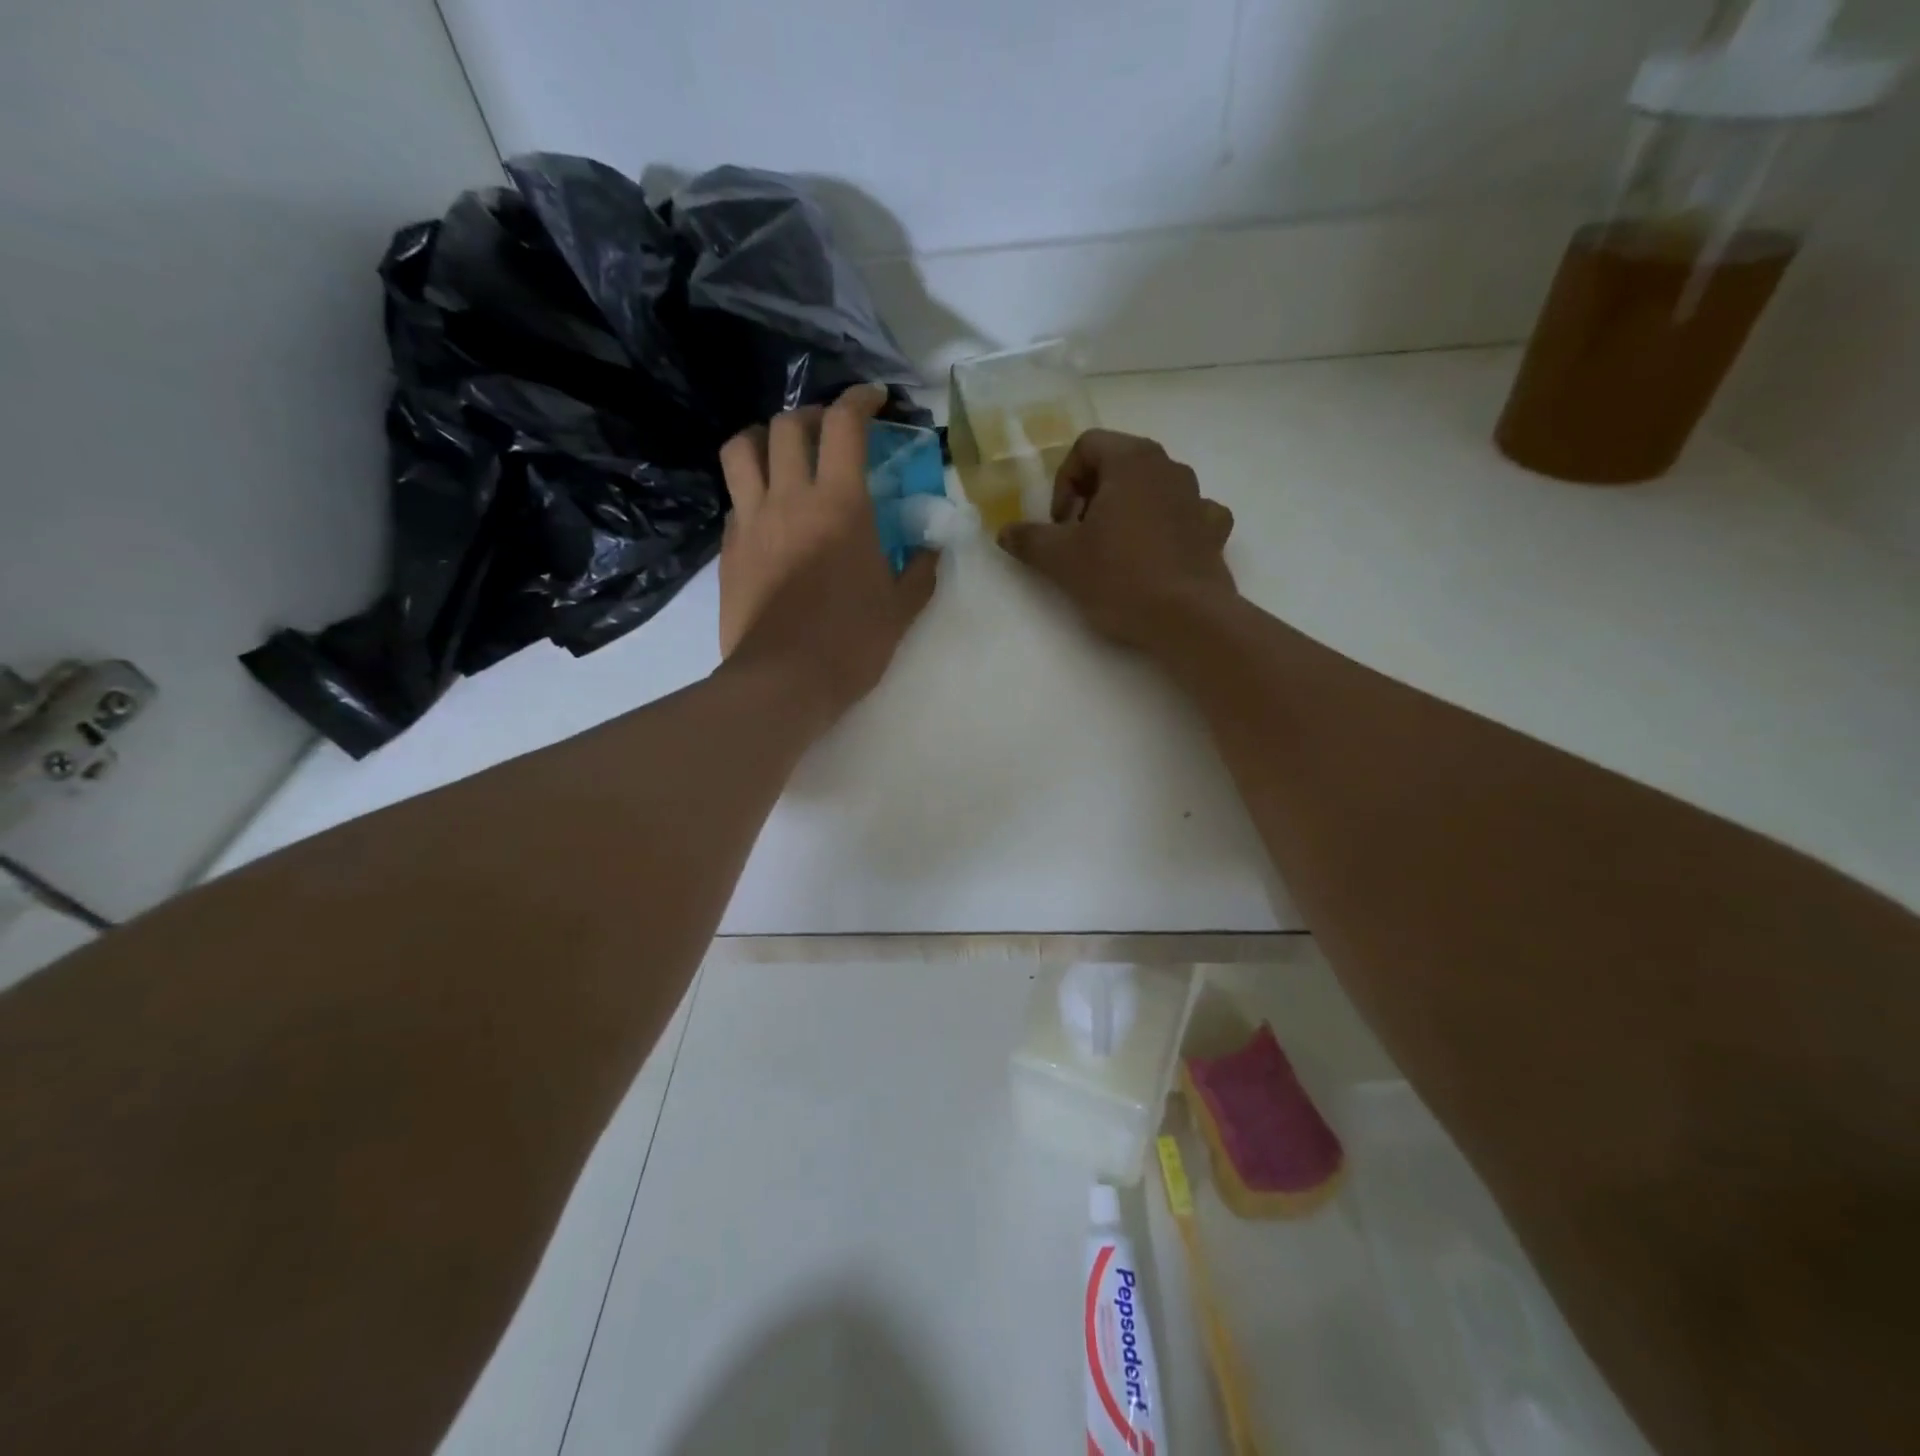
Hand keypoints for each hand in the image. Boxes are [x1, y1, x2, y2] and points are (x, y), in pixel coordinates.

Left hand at [717, 384, 937, 723]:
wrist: (783, 682)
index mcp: (841, 506)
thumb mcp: (901, 610)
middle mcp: (790, 499)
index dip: (859, 400)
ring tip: (784, 455)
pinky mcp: (729, 548)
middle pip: (788, 425)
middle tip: (830, 433)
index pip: (844, 426)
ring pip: (743, 449)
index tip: (874, 399)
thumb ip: (920, 571)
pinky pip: (735, 499)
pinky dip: (752, 490)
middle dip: (812, 415)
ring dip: (765, 439)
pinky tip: (769, 515)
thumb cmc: (851, 644)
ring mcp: (751, 521)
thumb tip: (931, 549)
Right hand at [997, 429, 1235, 651]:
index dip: (1064, 483)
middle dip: (1092, 497)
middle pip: (1119, 465)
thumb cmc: (1119, 577)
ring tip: (1114, 552)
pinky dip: (1166, 529)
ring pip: (1151, 490)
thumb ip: (1029, 539)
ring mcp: (1197, 497)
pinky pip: (1185, 516)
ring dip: (1127, 511)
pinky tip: (1156, 556)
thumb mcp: (1060, 560)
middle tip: (1079, 538)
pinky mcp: (1214, 531)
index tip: (1060, 524)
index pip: (1087, 446)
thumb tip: (1005, 532)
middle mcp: (1169, 467)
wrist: (1187, 619)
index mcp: (1132, 460)